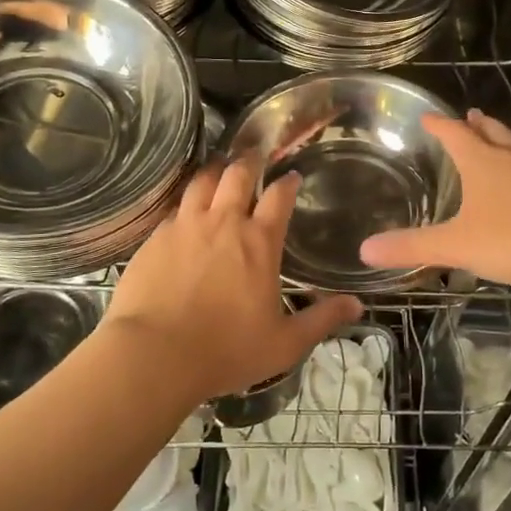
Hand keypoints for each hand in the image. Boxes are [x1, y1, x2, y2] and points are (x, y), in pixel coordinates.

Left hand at [105, 157, 362, 403]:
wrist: (153, 354)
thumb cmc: (226, 350)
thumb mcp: (284, 343)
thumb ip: (321, 320)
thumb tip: (357, 305)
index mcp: (258, 242)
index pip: (279, 197)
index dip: (287, 182)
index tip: (292, 175)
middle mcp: (223, 222)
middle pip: (238, 175)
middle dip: (250, 161)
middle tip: (254, 156)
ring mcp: (185, 226)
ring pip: (202, 182)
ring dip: (215, 172)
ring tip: (219, 168)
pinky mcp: (155, 238)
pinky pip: (174, 209)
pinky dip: (186, 202)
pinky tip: (185, 210)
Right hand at [359, 109, 510, 290]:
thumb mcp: (458, 245)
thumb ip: (413, 247)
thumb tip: (365, 249)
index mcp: (483, 163)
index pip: (455, 134)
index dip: (439, 125)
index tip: (428, 117)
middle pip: (493, 133)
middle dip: (478, 125)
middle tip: (471, 116)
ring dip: (504, 145)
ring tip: (497, 147)